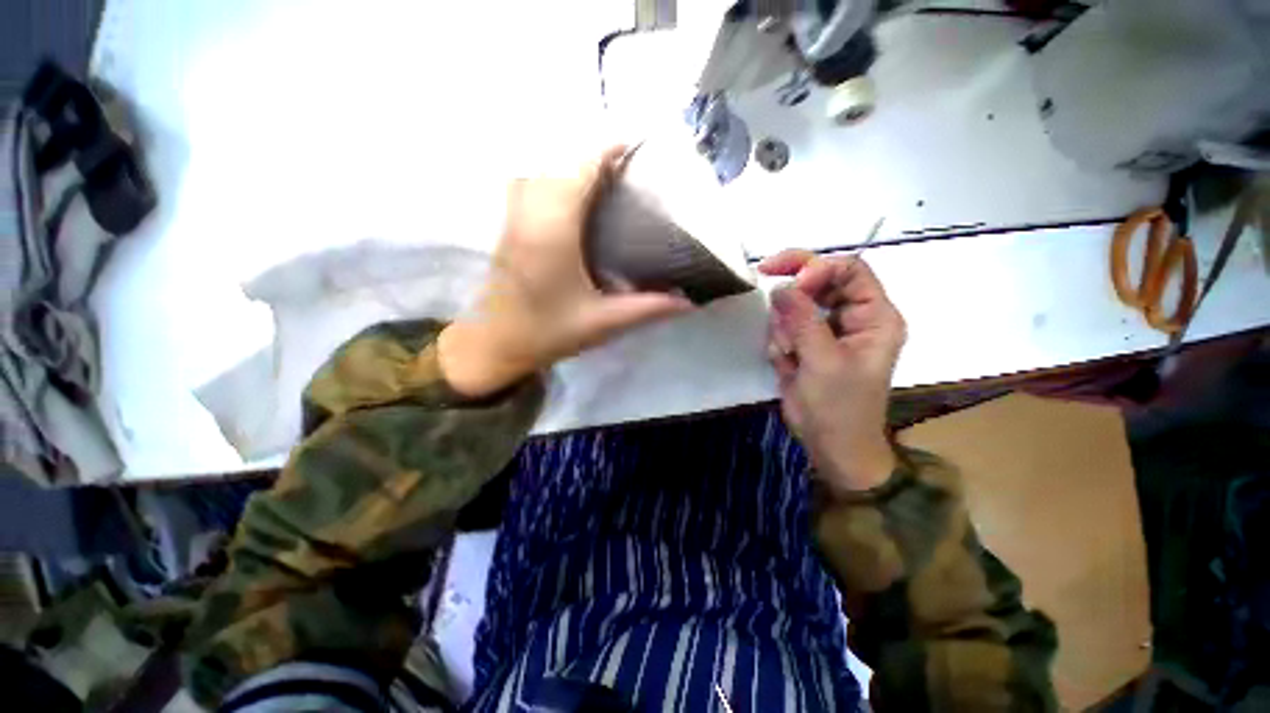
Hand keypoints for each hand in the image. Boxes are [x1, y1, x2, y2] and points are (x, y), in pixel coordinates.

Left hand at [438, 146, 692, 397]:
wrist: (495, 346)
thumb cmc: (548, 333)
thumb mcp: (603, 323)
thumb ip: (647, 308)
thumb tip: (688, 301)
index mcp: (553, 232)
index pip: (579, 171)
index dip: (606, 150)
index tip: (636, 146)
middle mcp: (529, 214)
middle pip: (558, 162)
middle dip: (592, 155)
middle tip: (627, 168)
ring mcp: (513, 218)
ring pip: (539, 169)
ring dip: (568, 164)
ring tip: (601, 178)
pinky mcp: (507, 228)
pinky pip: (527, 184)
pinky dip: (550, 177)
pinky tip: (570, 198)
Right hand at [759, 250, 905, 492]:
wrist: (831, 445)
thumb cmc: (839, 407)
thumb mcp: (822, 363)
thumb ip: (802, 321)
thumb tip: (780, 286)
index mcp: (874, 317)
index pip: (849, 270)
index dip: (818, 269)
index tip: (789, 285)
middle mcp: (852, 316)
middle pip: (820, 280)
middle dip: (793, 291)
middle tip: (765, 285)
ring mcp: (827, 330)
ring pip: (796, 304)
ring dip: (784, 325)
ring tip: (788, 355)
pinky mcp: (807, 343)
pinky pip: (785, 326)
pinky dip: (779, 341)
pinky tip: (785, 363)